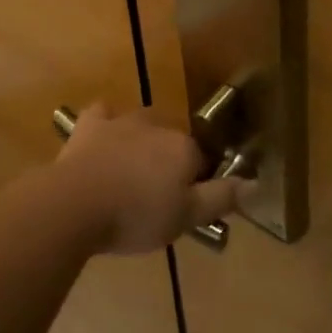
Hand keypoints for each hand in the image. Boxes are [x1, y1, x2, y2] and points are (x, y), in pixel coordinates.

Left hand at [55, 102, 249, 254]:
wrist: (75, 204)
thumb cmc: (136, 215)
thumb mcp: (186, 218)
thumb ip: (221, 197)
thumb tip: (256, 182)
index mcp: (184, 147)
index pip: (202, 161)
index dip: (196, 184)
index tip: (183, 208)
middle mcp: (158, 125)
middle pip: (172, 142)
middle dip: (168, 163)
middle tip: (155, 197)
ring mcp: (122, 121)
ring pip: (142, 126)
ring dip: (141, 143)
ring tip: (130, 176)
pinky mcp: (90, 125)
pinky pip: (103, 114)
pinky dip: (106, 122)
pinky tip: (103, 137)